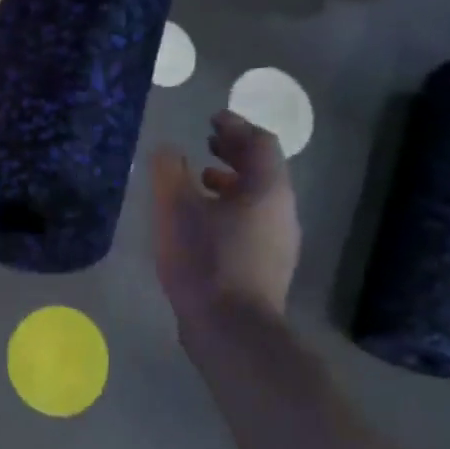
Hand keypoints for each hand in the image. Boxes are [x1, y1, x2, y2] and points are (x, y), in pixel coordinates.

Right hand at [153, 111, 299, 328]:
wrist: (231, 329)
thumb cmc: (204, 260)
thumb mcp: (175, 209)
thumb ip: (169, 171)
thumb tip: (167, 148)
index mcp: (267, 189)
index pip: (260, 143)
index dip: (235, 126)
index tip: (211, 119)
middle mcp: (282, 211)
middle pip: (262, 170)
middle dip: (233, 152)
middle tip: (206, 142)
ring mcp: (278, 242)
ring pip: (257, 198)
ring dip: (230, 182)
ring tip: (200, 181)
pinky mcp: (267, 267)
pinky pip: (252, 222)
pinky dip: (229, 209)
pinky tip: (202, 224)